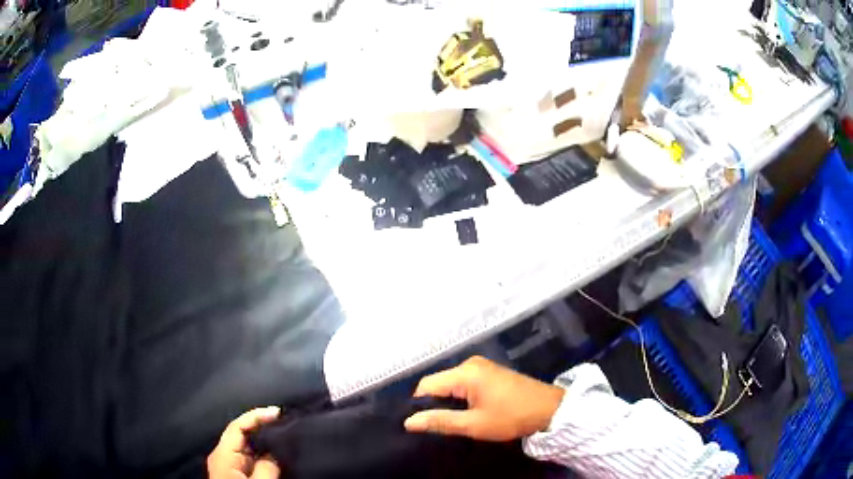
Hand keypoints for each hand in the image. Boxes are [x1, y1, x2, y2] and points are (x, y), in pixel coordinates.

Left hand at [208, 407, 280, 478]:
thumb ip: (267, 467)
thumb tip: (274, 455)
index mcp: (223, 454)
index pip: (237, 427)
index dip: (256, 416)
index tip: (278, 412)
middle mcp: (224, 456)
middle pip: (241, 435)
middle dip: (262, 428)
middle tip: (285, 423)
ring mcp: (229, 466)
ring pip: (247, 448)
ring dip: (265, 442)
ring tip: (285, 436)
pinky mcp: (236, 475)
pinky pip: (250, 459)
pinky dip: (263, 455)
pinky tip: (277, 456)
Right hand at [404, 356, 564, 440]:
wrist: (550, 409)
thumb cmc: (512, 417)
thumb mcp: (474, 424)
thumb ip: (440, 421)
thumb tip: (408, 421)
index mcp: (465, 373)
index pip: (426, 385)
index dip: (420, 405)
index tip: (425, 425)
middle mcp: (470, 363)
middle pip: (438, 383)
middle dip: (436, 404)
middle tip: (442, 426)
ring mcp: (481, 366)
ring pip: (450, 384)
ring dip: (449, 402)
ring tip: (456, 421)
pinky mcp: (490, 372)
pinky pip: (464, 382)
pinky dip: (461, 397)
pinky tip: (469, 411)